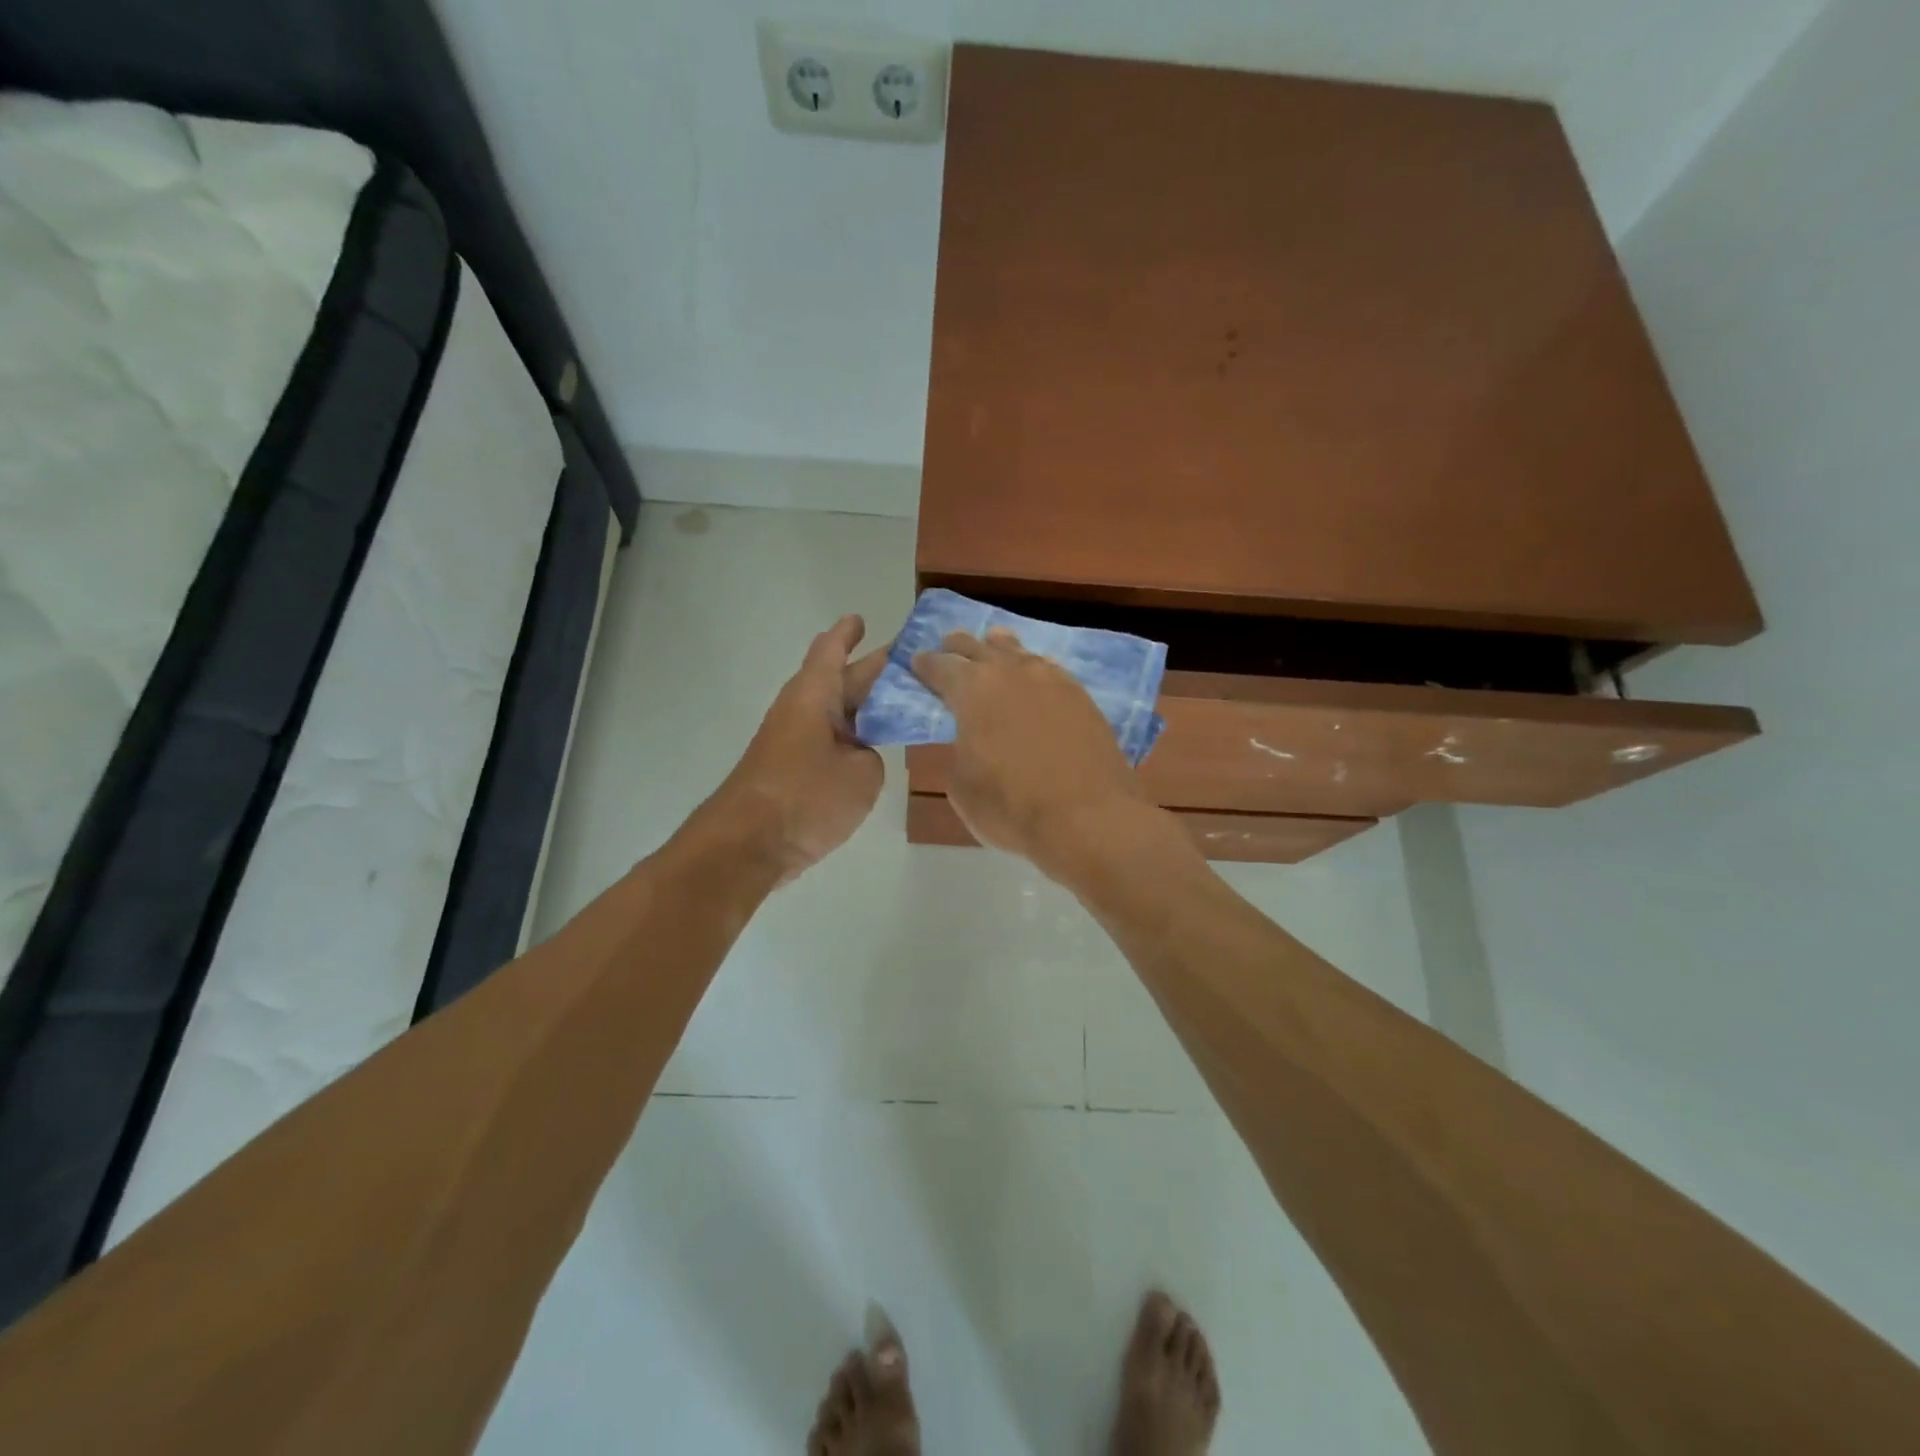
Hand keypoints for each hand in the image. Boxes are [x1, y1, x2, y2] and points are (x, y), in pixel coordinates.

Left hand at [705, 615, 886, 880]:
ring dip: (865, 707)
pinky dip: (854, 738)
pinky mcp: (792, 772)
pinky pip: (830, 742)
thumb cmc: (807, 796)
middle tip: (909, 665)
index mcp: (814, 695)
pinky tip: (876, 748)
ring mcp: (793, 742)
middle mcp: (800, 710)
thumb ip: (871, 755)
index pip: (832, 651)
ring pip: (836, 713)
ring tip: (900, 703)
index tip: (861, 619)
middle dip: (872, 671)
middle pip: (840, 681)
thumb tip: (859, 755)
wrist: (748, 845)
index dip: (848, 634)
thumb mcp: (862, 774)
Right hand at [912, 627, 1152, 879]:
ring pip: (1017, 651)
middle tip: (948, 648)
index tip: (916, 663)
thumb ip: (958, 749)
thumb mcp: (961, 785)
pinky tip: (1033, 675)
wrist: (1088, 818)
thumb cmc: (1011, 806)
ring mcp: (1051, 679)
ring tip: (992, 646)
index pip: (940, 665)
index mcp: (972, 689)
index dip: (924, 664)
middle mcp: (1011, 672)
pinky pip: (1048, 669)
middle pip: (978, 646)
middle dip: (959, 647)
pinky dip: (1032, 668)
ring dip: (999, 649)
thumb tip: (968, 738)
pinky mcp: (1082, 696)